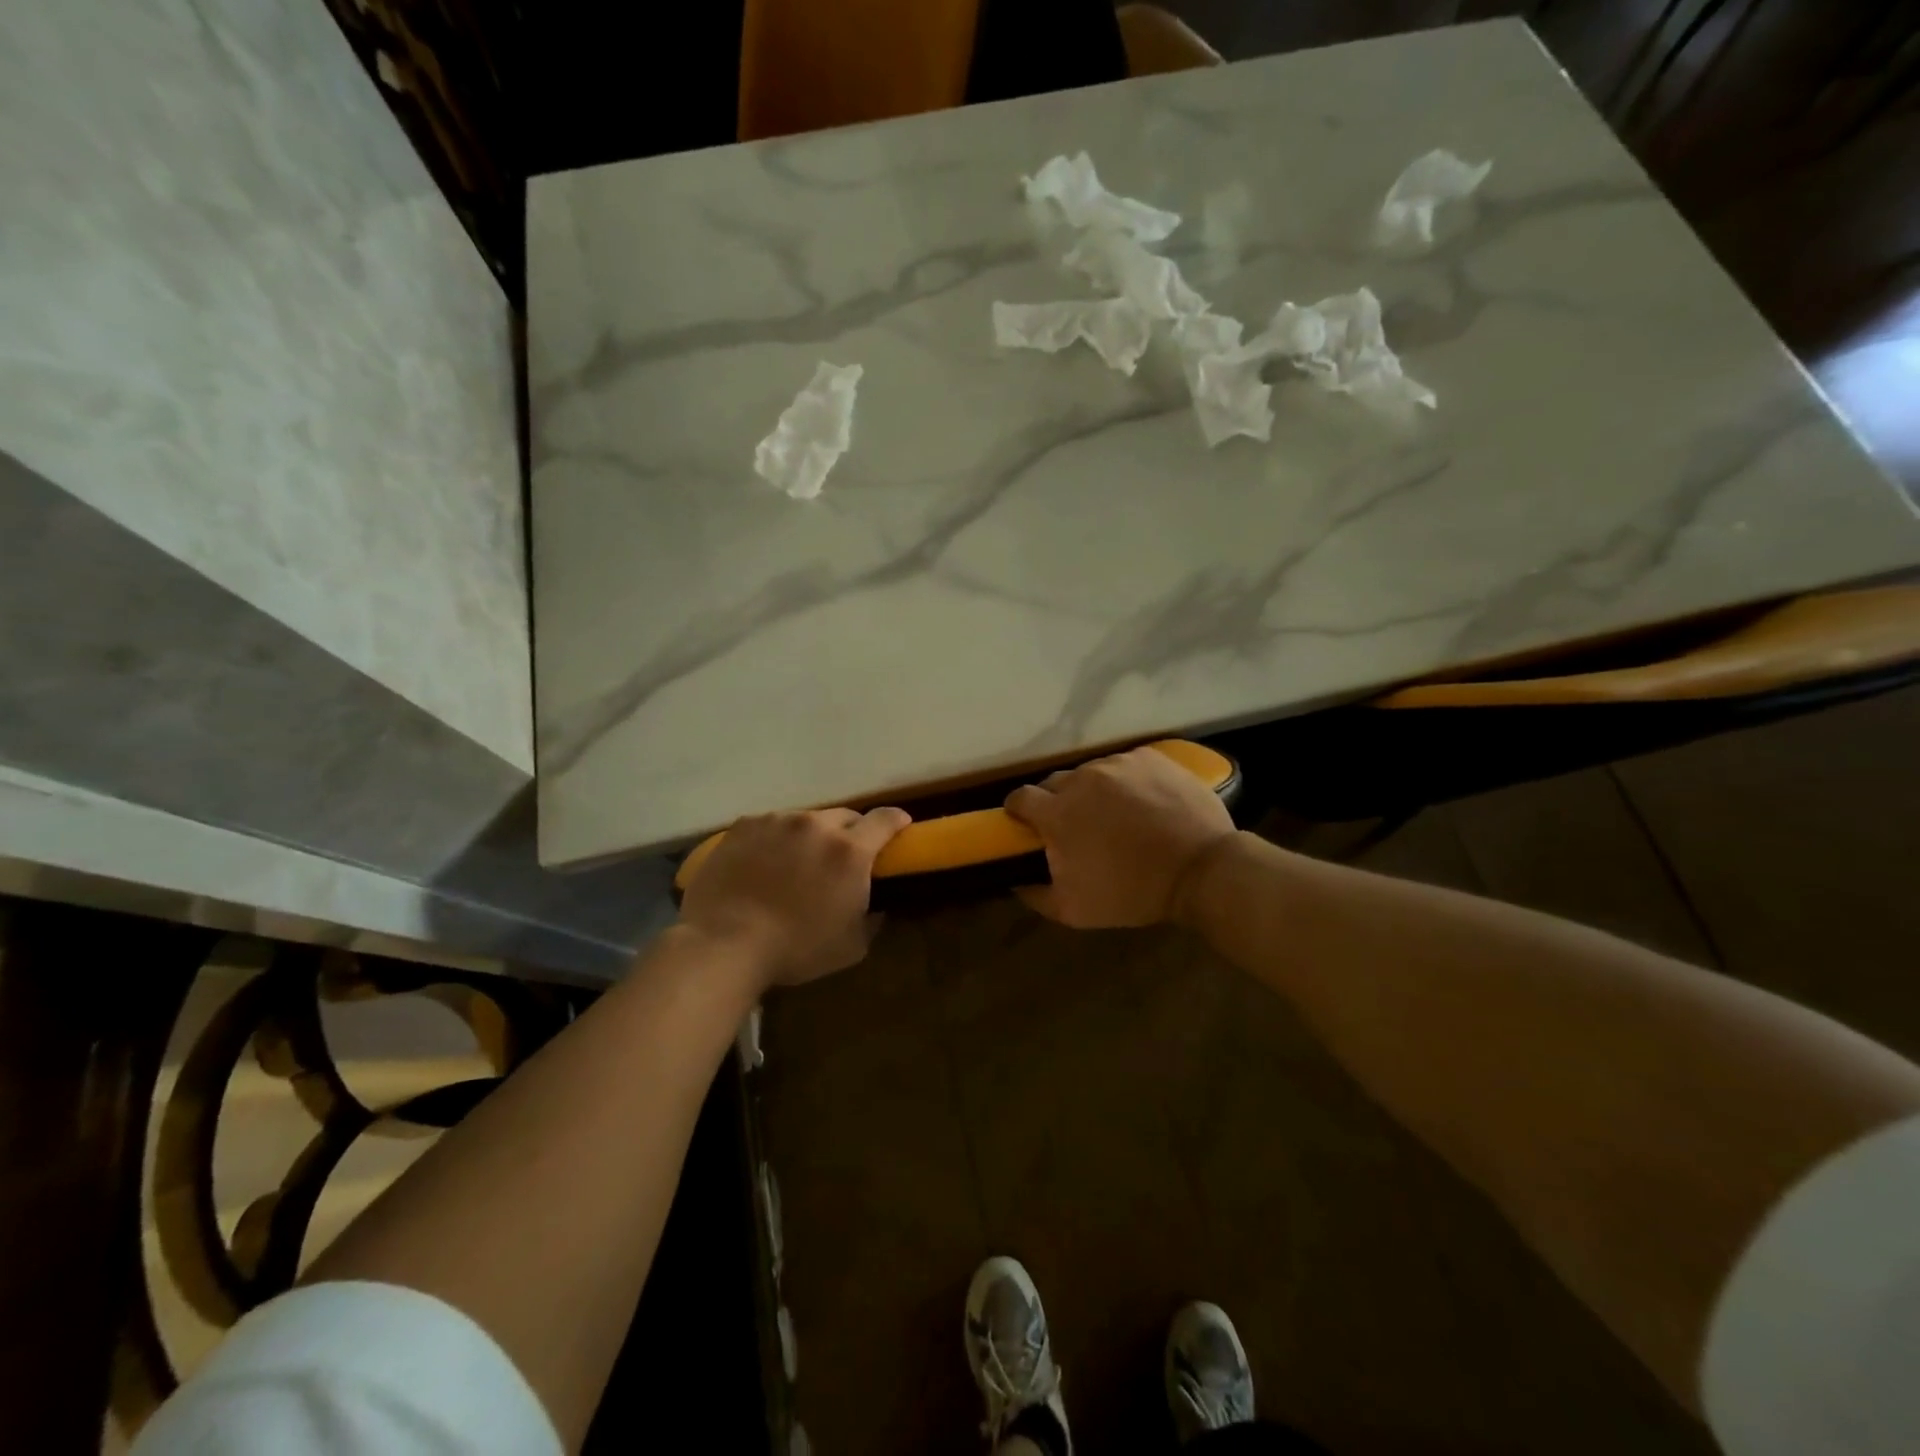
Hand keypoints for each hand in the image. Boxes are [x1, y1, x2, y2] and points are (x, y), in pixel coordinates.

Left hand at [678, 807, 910, 988]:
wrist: (723, 943)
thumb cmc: (795, 949)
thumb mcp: (851, 947)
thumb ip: (872, 920)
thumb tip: (877, 907)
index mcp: (849, 851)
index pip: (885, 820)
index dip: (897, 821)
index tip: (900, 828)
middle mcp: (816, 825)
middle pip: (845, 817)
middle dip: (851, 833)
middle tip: (841, 858)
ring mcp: (777, 821)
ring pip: (805, 820)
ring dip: (809, 837)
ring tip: (795, 864)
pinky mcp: (744, 825)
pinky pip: (770, 825)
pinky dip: (774, 840)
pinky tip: (762, 864)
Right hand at [1004, 748, 1236, 927]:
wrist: (1201, 869)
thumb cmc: (1132, 892)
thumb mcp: (1074, 910)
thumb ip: (1035, 895)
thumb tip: (1014, 882)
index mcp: (1057, 812)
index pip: (1020, 797)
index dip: (1019, 810)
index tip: (1027, 823)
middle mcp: (1082, 778)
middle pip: (1055, 782)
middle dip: (1056, 801)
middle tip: (1075, 824)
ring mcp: (1118, 764)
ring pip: (1092, 772)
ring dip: (1093, 790)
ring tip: (1115, 814)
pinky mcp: (1149, 757)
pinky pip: (1126, 765)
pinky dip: (1126, 781)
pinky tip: (1143, 803)